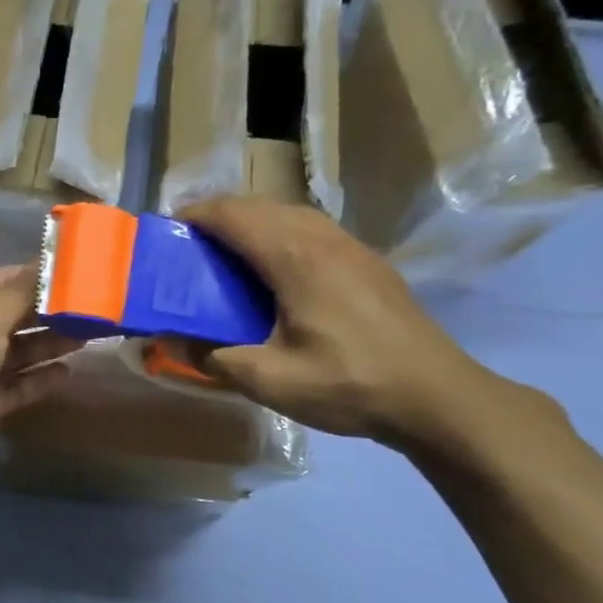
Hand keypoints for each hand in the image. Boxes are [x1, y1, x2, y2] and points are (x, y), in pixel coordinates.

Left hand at [0, 265, 78, 488]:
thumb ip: (23, 291)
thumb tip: (54, 263)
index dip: (36, 275)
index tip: (78, 272)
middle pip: (12, 315)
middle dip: (49, 312)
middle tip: (94, 307)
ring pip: (18, 351)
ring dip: (50, 343)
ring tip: (90, 335)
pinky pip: (19, 385)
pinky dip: (41, 378)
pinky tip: (68, 372)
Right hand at [177, 197, 518, 450]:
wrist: (436, 396)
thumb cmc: (348, 384)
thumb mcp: (269, 381)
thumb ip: (213, 357)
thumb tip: (168, 340)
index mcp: (295, 258)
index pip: (234, 214)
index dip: (195, 215)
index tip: (166, 231)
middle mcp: (323, 238)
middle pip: (261, 206)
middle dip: (219, 217)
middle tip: (189, 248)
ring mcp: (351, 247)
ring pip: (290, 214)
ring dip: (251, 224)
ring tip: (225, 258)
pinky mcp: (367, 263)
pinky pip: (312, 231)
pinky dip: (279, 237)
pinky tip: (274, 275)